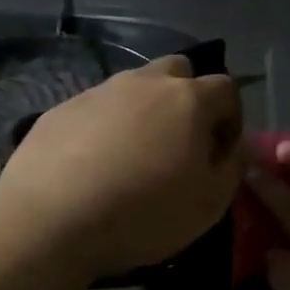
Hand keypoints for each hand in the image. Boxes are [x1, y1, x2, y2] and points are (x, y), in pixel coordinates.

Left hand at [0, 56, 243, 277]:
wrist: (51, 218)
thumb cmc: (144, 212)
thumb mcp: (209, 204)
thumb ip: (232, 168)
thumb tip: (237, 147)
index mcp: (189, 100)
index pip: (227, 88)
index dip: (232, 117)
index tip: (221, 151)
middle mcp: (146, 83)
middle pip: (179, 71)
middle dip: (188, 97)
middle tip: (180, 140)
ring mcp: (101, 91)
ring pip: (135, 87)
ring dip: (146, 110)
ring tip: (135, 154)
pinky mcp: (63, 108)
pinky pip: (98, 107)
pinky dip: (107, 126)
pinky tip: (96, 163)